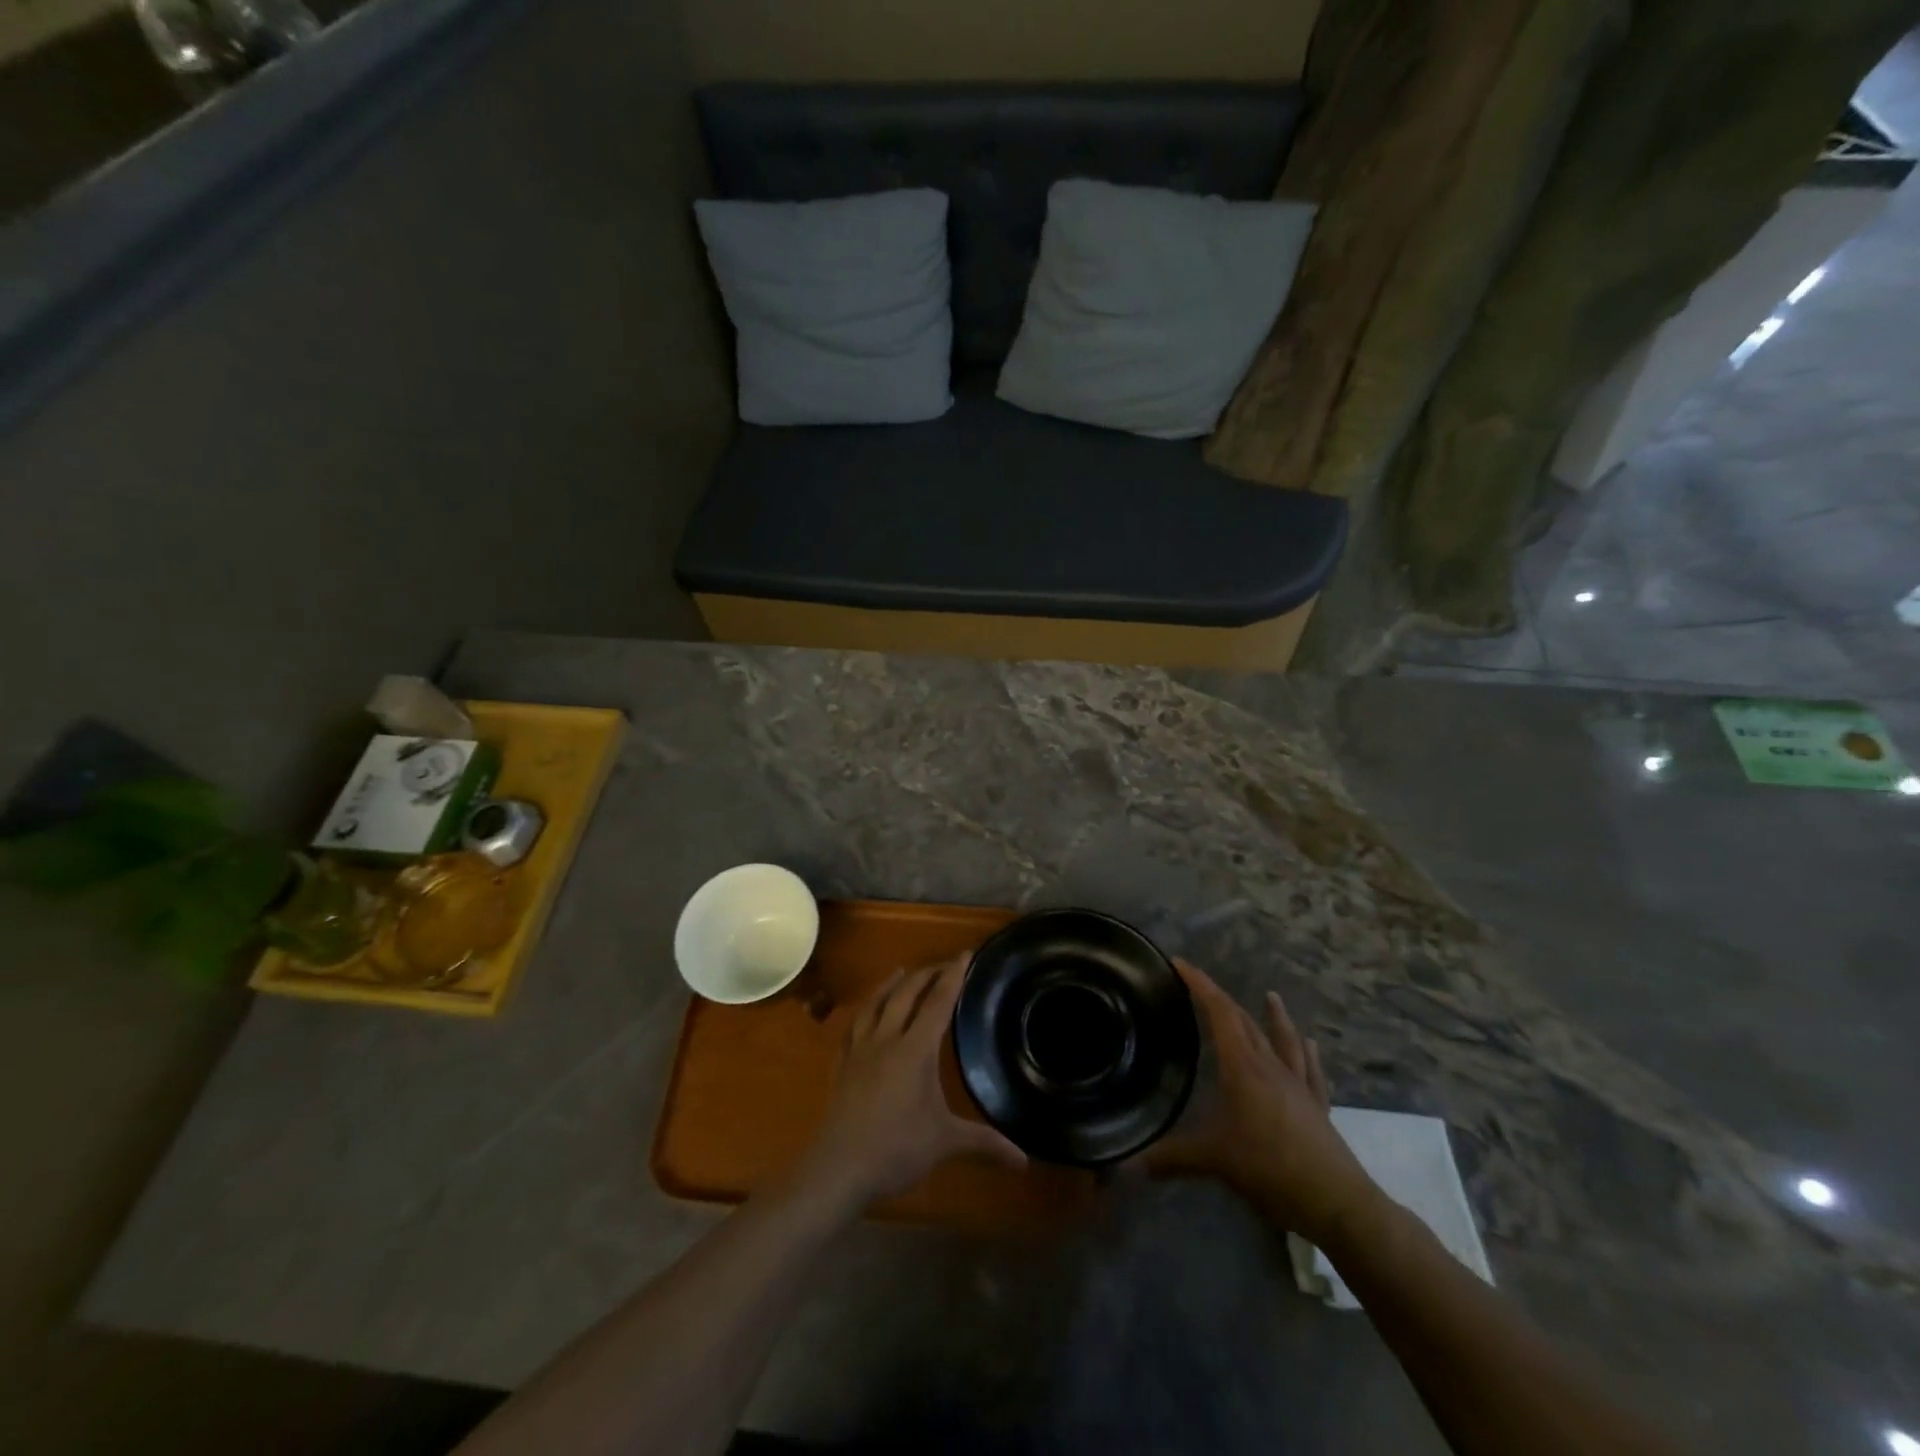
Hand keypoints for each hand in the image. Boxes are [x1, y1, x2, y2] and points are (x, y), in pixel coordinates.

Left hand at [792, 956, 1026, 1214]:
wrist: (839, 1167)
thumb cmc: (896, 1149)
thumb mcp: (945, 1142)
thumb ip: (984, 1143)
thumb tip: (1024, 1160)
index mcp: (915, 1049)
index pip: (938, 1002)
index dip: (953, 976)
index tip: (965, 954)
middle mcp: (887, 1039)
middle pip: (906, 994)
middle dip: (926, 975)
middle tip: (943, 965)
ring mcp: (860, 1050)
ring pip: (875, 1004)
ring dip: (890, 984)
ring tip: (901, 971)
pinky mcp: (841, 1065)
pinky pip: (852, 1027)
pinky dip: (863, 1012)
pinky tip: (864, 1014)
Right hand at [1141, 960, 1380, 1245]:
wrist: (1336, 1202)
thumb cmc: (1271, 1168)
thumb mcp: (1214, 1161)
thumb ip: (1171, 1158)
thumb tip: (1128, 1163)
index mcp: (1243, 1067)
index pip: (1219, 1013)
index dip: (1199, 984)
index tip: (1180, 963)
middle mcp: (1271, 1067)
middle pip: (1246, 1022)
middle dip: (1222, 999)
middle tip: (1202, 985)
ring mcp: (1298, 1086)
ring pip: (1284, 1040)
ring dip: (1274, 1017)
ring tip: (1272, 996)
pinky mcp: (1317, 1108)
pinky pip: (1311, 1072)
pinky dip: (1307, 1054)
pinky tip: (1311, 1046)